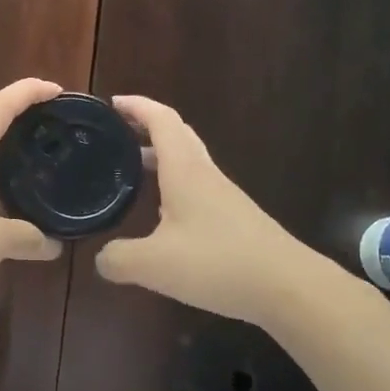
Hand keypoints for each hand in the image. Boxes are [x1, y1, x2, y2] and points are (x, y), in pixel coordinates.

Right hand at [95, 95, 318, 326]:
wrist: (288, 287)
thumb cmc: (218, 263)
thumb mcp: (153, 265)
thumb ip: (118, 259)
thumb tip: (101, 258)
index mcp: (185, 171)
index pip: (161, 120)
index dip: (137, 106)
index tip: (111, 103)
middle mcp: (205, 175)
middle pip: (178, 135)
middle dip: (146, 127)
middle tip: (116, 134)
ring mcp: (223, 197)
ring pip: (189, 161)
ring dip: (160, 156)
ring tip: (131, 170)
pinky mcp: (234, 219)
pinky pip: (198, 187)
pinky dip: (174, 185)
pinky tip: (161, 214)